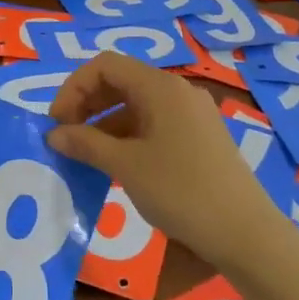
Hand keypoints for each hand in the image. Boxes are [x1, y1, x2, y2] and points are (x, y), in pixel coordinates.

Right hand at [47, 52, 277, 269]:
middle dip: (87, 104)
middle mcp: (178, 92)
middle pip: (121, 81)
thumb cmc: (181, 191)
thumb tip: (54, 135)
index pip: (105, 65)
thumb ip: (86, 144)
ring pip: (136, 105)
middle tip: (66, 137)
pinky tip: (115, 164)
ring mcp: (192, 115)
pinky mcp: (199, 138)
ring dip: (104, 123)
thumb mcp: (126, 166)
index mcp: (161, 87)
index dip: (74, 88)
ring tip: (85, 155)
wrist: (244, 233)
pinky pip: (154, 124)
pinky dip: (127, 136)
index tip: (57, 123)